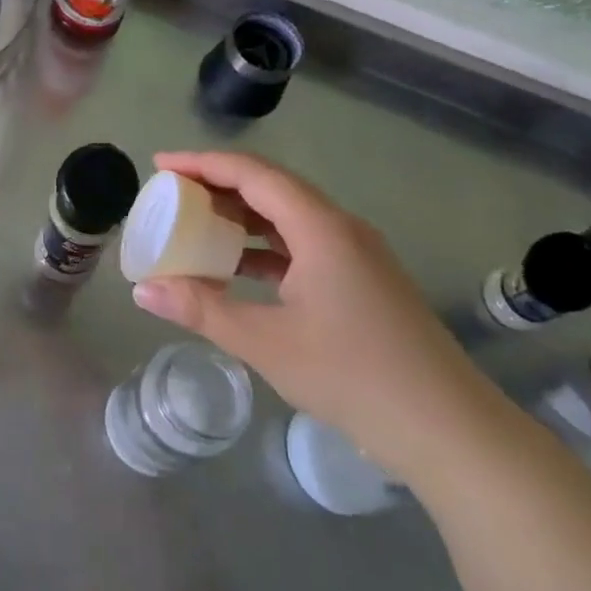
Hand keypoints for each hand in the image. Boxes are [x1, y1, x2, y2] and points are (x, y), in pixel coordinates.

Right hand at [131, 151, 511, 481]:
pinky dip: (264, 249)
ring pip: (288, 218)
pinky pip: (303, 246)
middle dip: (218, 186)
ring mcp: (357, 255)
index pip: (253, 174)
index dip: (203, 164)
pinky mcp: (362, 281)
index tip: (161, 166)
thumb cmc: (352, 376)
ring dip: (242, 218)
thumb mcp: (265, 342)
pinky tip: (237, 270)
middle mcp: (341, 228)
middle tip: (172, 195)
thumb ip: (201, 310)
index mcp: (321, 228)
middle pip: (271, 188)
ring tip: (195, 226)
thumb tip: (144, 290)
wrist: (446, 427)